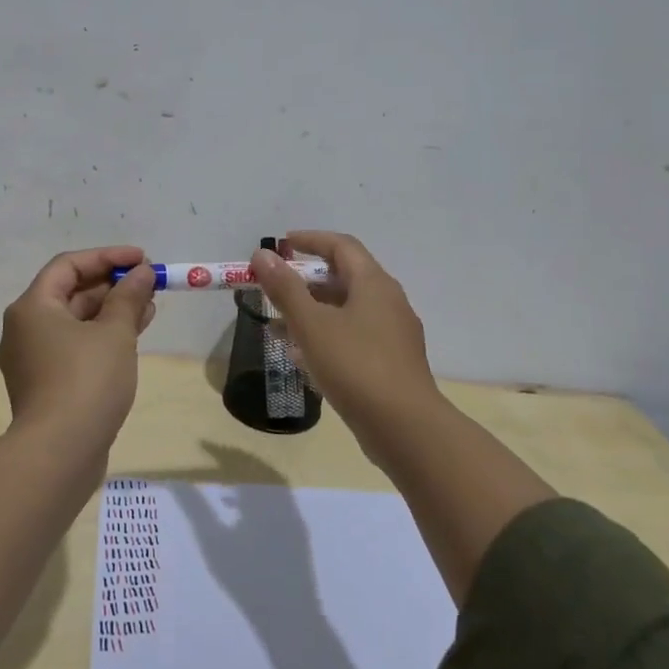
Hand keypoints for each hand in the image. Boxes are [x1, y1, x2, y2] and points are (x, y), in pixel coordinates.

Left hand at [0, 245, 157, 445]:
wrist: (59, 453)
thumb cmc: (86, 381)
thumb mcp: (114, 333)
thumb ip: (129, 297)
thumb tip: (142, 273)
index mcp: (32, 308)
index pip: (69, 265)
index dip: (107, 257)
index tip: (142, 259)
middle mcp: (25, 329)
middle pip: (70, 293)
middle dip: (112, 286)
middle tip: (149, 284)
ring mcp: (33, 359)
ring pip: (75, 322)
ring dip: (112, 311)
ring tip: (149, 308)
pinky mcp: (45, 385)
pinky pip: (75, 347)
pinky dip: (102, 337)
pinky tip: (133, 336)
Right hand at [251, 231, 442, 435]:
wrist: (405, 428)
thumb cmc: (356, 366)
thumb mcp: (312, 325)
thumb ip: (285, 288)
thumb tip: (263, 254)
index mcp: (374, 284)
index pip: (341, 246)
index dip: (310, 240)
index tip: (282, 245)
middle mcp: (388, 302)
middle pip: (344, 277)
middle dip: (306, 280)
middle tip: (274, 287)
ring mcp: (393, 334)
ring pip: (347, 310)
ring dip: (312, 311)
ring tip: (277, 324)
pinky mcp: (391, 362)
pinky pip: (353, 336)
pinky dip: (326, 336)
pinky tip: (301, 357)